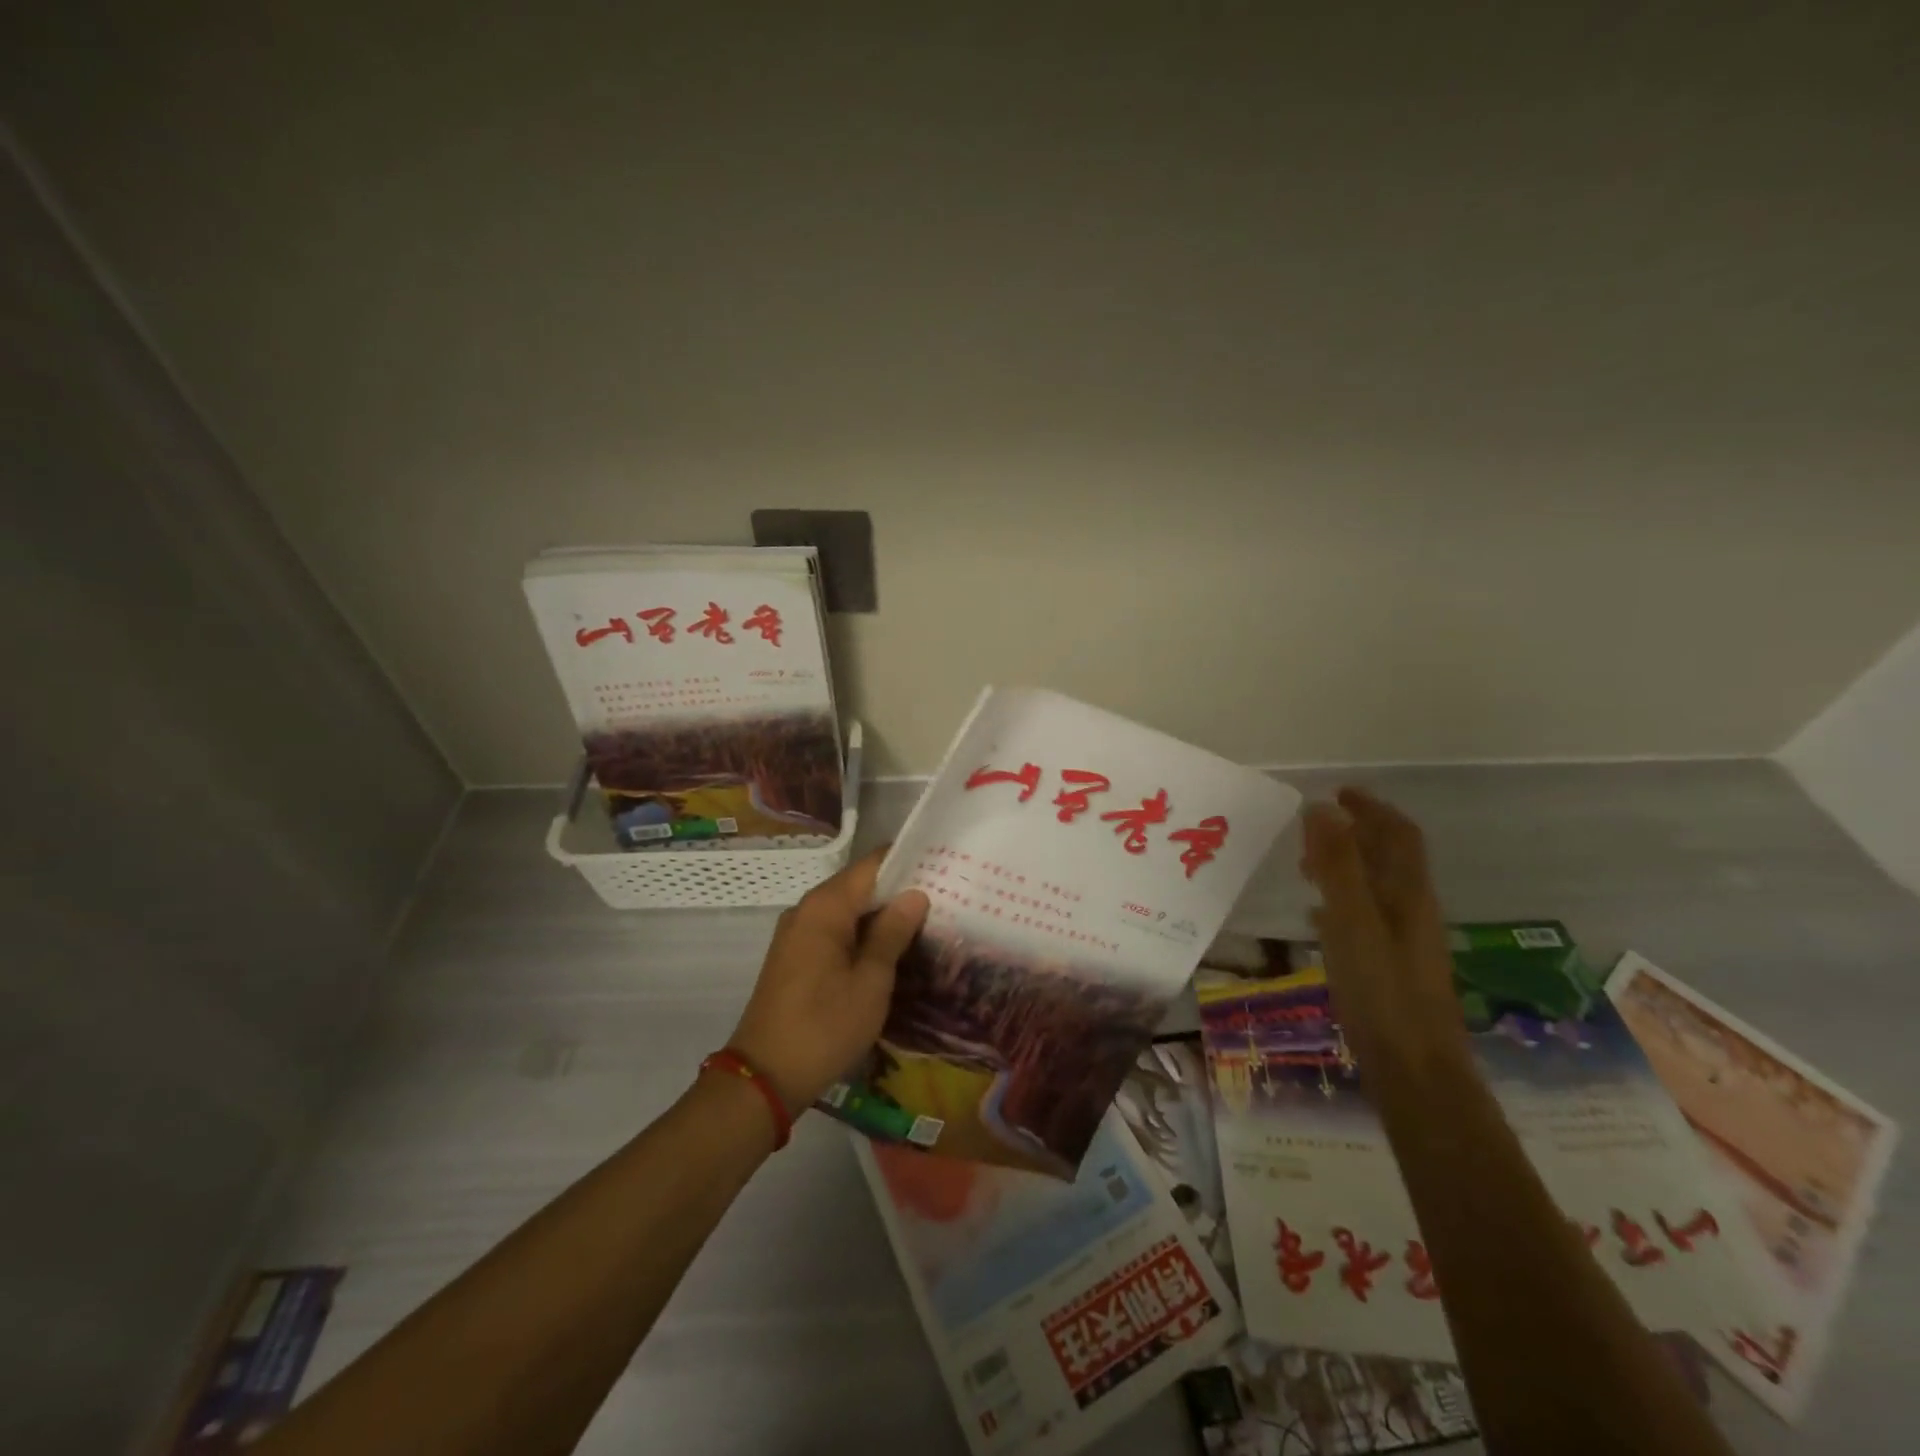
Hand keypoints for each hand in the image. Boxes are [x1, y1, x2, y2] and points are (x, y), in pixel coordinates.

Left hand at [728, 848, 929, 1112]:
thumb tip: (915, 894)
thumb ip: (892, 933)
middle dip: (898, 891)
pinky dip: (861, 935)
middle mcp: (807, 909)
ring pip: (847, 910)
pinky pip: (834, 931)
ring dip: (881, 916)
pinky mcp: (794, 956)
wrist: (764, 1077)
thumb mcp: (870, 982)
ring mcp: (797, 933)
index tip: (943, 868)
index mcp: (825, 906)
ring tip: (925, 923)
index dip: (908, 863)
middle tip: (944, 899)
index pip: (872, 865)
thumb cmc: (824, 1027)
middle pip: (859, 885)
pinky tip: (889, 951)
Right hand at [1300, 788, 1465, 1070]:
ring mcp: (1405, 942)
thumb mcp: (1352, 921)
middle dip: (1355, 835)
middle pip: (1390, 859)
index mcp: (1408, 894)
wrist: (1415, 1071)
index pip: (1398, 835)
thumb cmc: (1381, 991)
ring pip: (1376, 888)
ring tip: (1305, 868)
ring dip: (1345, 867)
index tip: (1338, 792)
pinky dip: (1340, 902)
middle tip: (1311, 830)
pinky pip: (1365, 917)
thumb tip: (1323, 807)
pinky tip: (1317, 919)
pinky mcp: (1391, 967)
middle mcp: (1412, 911)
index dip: (1371, 808)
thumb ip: (1338, 865)